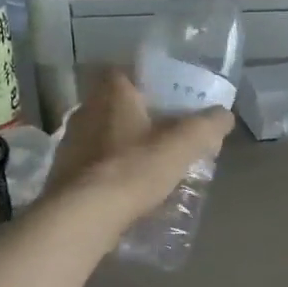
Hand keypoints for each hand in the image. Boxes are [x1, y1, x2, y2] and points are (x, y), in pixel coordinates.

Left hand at [44, 69, 233, 231]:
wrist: (84, 214)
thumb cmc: (133, 169)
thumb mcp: (182, 146)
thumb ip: (206, 126)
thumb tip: (224, 115)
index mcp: (111, 93)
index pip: (127, 72)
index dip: (149, 84)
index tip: (169, 101)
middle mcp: (85, 109)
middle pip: (116, 106)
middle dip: (139, 118)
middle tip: (164, 136)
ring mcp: (70, 142)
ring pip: (103, 135)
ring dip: (122, 146)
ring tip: (148, 166)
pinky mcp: (63, 172)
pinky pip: (92, 164)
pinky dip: (109, 172)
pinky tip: (126, 190)